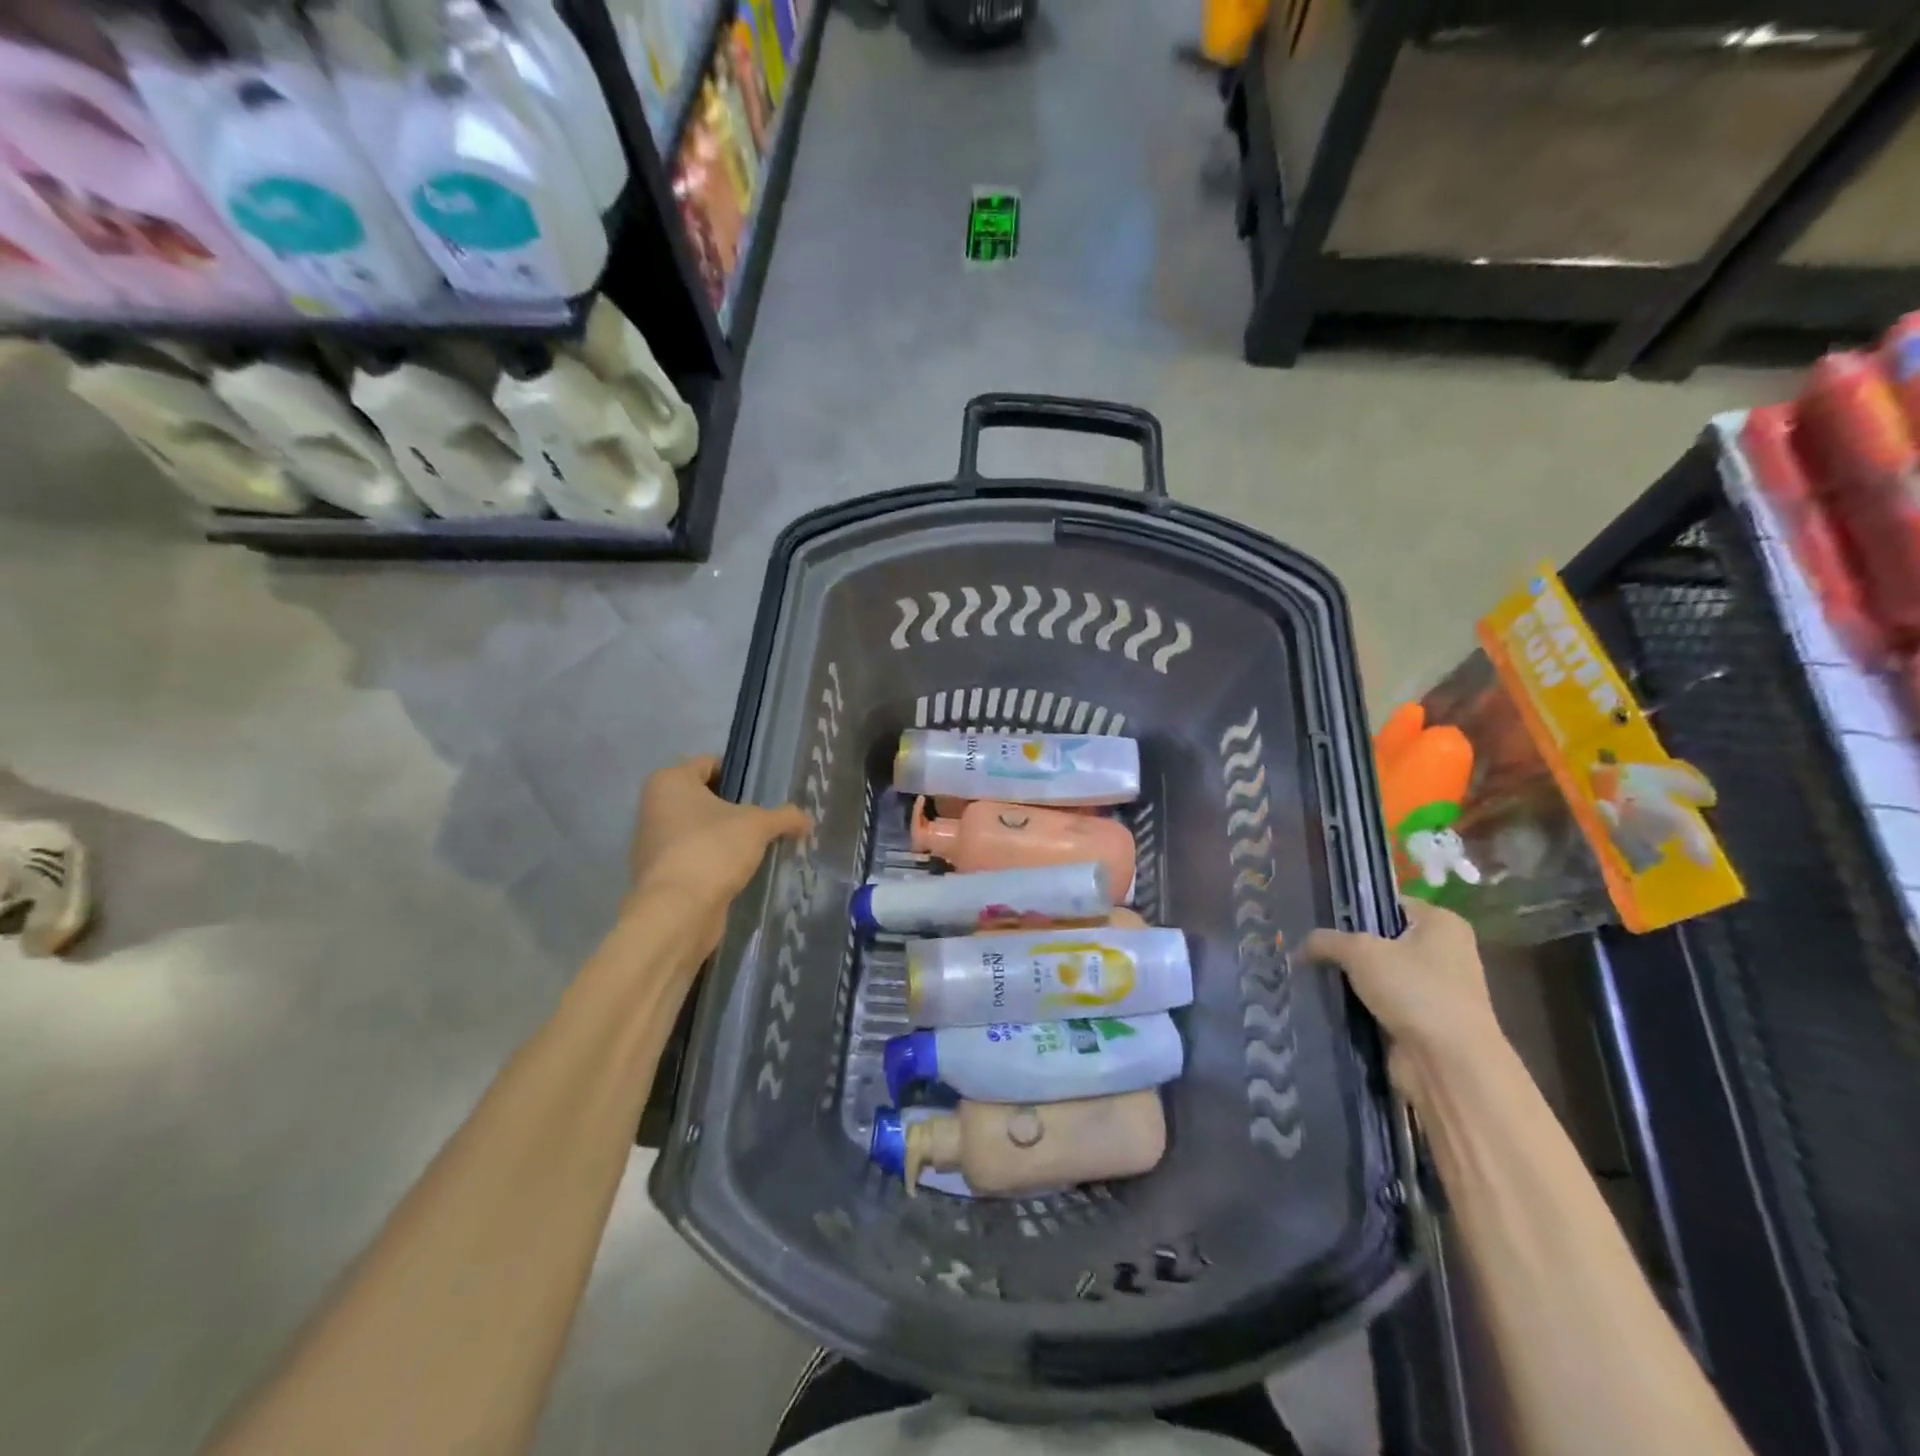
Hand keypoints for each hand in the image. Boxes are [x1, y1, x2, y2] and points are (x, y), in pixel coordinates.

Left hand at [627, 755, 810, 954]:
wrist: (678, 912)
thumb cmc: (712, 849)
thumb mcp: (758, 826)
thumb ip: (785, 817)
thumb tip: (807, 820)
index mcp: (670, 782)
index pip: (709, 763)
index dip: (740, 772)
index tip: (766, 789)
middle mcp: (655, 807)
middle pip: (704, 797)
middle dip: (735, 807)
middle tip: (768, 817)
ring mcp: (654, 843)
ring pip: (700, 829)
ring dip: (726, 836)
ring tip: (760, 844)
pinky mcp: (661, 874)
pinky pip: (696, 856)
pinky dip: (716, 860)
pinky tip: (742, 869)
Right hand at [1303, 900, 1504, 1106]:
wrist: (1450, 1064)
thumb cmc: (1414, 990)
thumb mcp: (1359, 951)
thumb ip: (1326, 940)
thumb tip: (1299, 947)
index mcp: (1442, 923)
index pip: (1388, 903)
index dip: (1354, 909)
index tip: (1320, 920)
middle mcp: (1445, 952)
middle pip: (1383, 939)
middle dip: (1348, 947)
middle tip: (1312, 949)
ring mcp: (1438, 989)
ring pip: (1381, 974)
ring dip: (1353, 979)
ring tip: (1315, 974)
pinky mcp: (1425, 1020)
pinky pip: (1384, 1002)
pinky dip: (1362, 1004)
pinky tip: (1332, 1002)